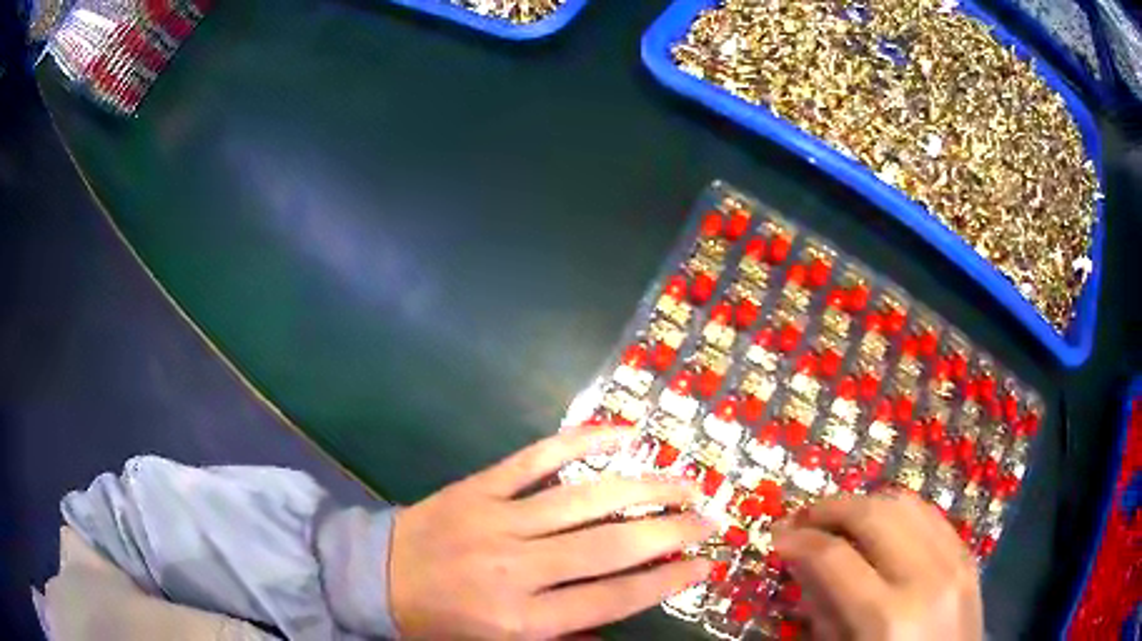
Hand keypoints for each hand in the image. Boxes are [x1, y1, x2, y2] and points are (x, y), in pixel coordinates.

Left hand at [388, 427, 715, 639]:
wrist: (375, 579)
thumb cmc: (440, 623)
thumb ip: (561, 636)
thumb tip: (617, 617)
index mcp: (522, 621)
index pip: (614, 598)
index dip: (667, 579)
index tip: (705, 563)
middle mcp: (518, 571)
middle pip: (612, 547)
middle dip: (671, 532)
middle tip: (709, 519)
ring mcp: (497, 520)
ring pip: (586, 499)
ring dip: (644, 488)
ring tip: (684, 482)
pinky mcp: (479, 486)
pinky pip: (537, 458)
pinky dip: (582, 441)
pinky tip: (622, 432)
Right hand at [772, 491, 982, 640]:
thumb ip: (824, 611)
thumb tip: (801, 564)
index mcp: (887, 617)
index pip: (835, 557)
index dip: (799, 541)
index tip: (778, 538)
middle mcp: (926, 578)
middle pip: (873, 515)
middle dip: (830, 509)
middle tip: (803, 518)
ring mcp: (955, 562)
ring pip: (905, 504)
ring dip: (864, 503)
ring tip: (839, 517)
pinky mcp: (969, 557)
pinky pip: (931, 516)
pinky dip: (899, 512)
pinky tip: (882, 525)